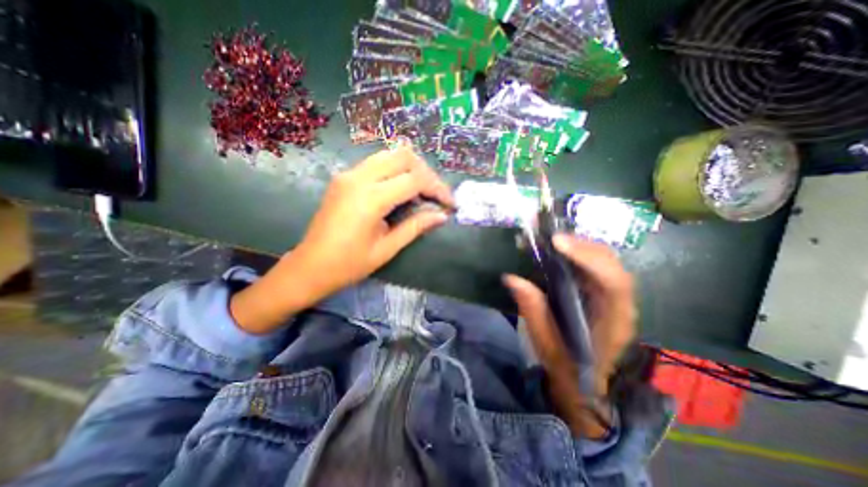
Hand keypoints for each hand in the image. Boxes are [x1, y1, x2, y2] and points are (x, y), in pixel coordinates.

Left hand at [229, 144, 455, 333]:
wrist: (310, 266)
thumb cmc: (349, 264)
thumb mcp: (387, 248)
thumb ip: (415, 227)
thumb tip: (441, 215)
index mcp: (370, 198)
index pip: (415, 179)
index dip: (438, 189)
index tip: (449, 204)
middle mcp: (358, 178)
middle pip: (404, 156)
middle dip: (427, 173)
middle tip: (436, 195)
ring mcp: (348, 174)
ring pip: (390, 154)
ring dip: (411, 168)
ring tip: (422, 191)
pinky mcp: (344, 177)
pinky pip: (377, 162)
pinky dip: (395, 170)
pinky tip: (401, 188)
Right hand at [502, 233, 635, 439]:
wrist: (584, 384)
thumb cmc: (567, 367)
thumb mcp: (545, 343)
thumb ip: (532, 309)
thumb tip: (511, 277)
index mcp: (613, 323)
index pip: (613, 283)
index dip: (588, 258)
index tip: (557, 243)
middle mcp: (621, 305)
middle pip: (612, 265)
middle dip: (581, 246)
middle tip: (550, 237)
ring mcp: (614, 298)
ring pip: (605, 262)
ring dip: (580, 246)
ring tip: (553, 239)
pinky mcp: (602, 293)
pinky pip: (595, 266)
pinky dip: (579, 253)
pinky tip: (560, 249)